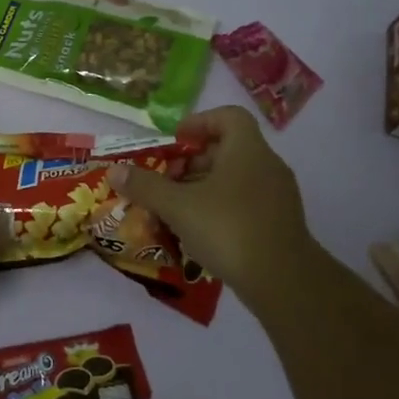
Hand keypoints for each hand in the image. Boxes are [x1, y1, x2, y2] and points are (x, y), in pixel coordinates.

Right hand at [107, 106, 317, 297]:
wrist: (284, 282)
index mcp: (247, 150)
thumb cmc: (229, 229)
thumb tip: (115, 170)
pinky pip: (244, 203)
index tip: (174, 141)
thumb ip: (145, 186)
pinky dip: (219, 209)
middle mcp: (266, 166)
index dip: (199, 123)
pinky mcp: (279, 223)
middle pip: (226, 150)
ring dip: (202, 188)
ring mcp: (277, 196)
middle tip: (165, 181)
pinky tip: (198, 233)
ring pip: (234, 179)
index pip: (228, 116)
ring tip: (174, 210)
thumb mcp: (178, 206)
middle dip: (191, 162)